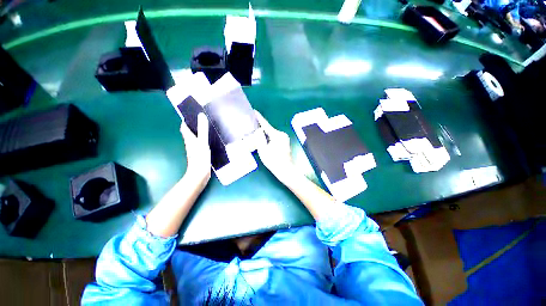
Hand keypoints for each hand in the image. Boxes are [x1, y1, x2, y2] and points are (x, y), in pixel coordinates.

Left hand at [180, 113, 210, 185]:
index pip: (184, 127)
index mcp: (189, 139)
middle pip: (190, 132)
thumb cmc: (200, 157)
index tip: (192, 114)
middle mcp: (190, 143)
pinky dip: (204, 140)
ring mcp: (195, 149)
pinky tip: (211, 140)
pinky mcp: (199, 154)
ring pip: (195, 138)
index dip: (186, 120)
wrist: (200, 174)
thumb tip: (201, 115)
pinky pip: (200, 143)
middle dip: (194, 125)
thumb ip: (202, 130)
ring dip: (199, 133)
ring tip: (208, 128)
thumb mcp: (203, 142)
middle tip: (203, 120)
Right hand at [255, 111, 298, 184]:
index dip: (259, 118)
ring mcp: (284, 138)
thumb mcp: (263, 150)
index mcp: (276, 135)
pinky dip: (269, 138)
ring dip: (265, 134)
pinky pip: (275, 137)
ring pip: (272, 134)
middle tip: (252, 127)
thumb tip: (258, 130)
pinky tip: (264, 141)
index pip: (266, 125)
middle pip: (269, 129)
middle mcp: (282, 134)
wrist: (285, 170)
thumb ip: (259, 138)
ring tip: (256, 135)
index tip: (254, 111)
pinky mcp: (285, 142)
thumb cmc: (273, 161)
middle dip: (261, 129)